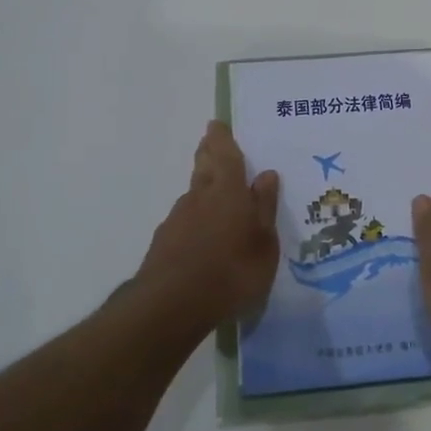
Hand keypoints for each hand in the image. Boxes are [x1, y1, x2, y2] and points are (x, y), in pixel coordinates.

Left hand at [135, 121, 280, 330]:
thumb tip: (266, 174)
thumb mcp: (264, 243)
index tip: (216, 124)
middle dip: (208, 154)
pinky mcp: (164, 243)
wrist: (171, 306)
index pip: (225, 154)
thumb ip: (264, 208)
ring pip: (193, 194)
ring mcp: (177, 220)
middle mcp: (199, 197)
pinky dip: (195, 219)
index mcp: (228, 191)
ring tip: (215, 194)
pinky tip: (202, 235)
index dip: (221, 138)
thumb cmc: (232, 272)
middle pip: (204, 167)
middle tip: (211, 145)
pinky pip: (184, 220)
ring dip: (203, 188)